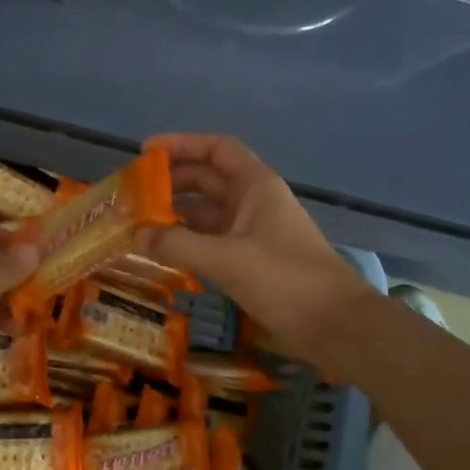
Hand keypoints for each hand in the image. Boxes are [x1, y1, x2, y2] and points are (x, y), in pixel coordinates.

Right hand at [141, 134, 375, 368]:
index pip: (216, 149)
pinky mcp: (253, 262)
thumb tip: (136, 235)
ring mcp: (254, 233)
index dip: (181, 144)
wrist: (335, 325)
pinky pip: (213, 241)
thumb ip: (178, 244)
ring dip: (177, 214)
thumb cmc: (285, 279)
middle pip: (208, 180)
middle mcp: (255, 202)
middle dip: (172, 182)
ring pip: (209, 213)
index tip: (145, 152)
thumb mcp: (226, 258)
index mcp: (256, 186)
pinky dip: (189, 242)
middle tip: (134, 194)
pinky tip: (164, 252)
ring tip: (140, 223)